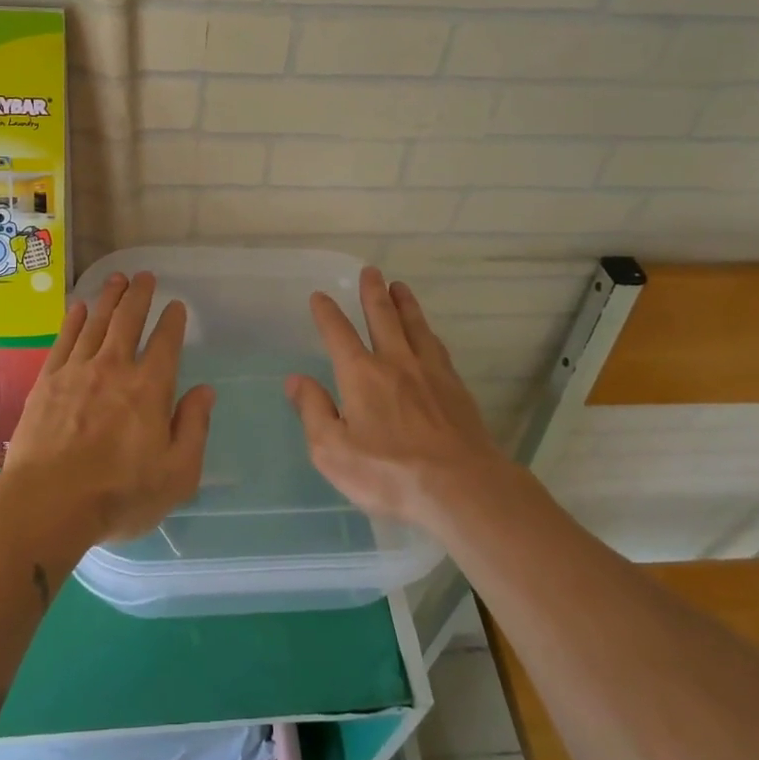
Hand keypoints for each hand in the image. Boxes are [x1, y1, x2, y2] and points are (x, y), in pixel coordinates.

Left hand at [0, 272, 213, 547]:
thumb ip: (193, 428)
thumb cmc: (119, 495)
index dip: (172, 321)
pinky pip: (64, 340)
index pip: (165, 343)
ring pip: (96, 322)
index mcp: (149, 388)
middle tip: (145, 276)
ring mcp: (77, 371)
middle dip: (139, 295)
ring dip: (109, 298)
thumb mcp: (177, 474)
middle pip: (128, 321)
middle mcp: (114, 368)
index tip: (176, 306)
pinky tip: (78, 308)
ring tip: (117, 279)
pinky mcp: (47, 382)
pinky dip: (73, 321)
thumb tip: (205, 391)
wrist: (47, 503)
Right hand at [287, 268, 503, 528]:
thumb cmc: (389, 474)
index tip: (320, 296)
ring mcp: (430, 373)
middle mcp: (395, 363)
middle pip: (382, 317)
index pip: (338, 333)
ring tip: (400, 286)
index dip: (327, 313)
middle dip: (373, 293)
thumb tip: (296, 379)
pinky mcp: (456, 388)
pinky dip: (429, 333)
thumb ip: (313, 411)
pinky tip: (430, 334)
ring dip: (405, 304)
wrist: (462, 488)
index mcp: (361, 375)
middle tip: (371, 271)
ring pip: (415, 326)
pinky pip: (438, 348)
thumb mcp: (333, 451)